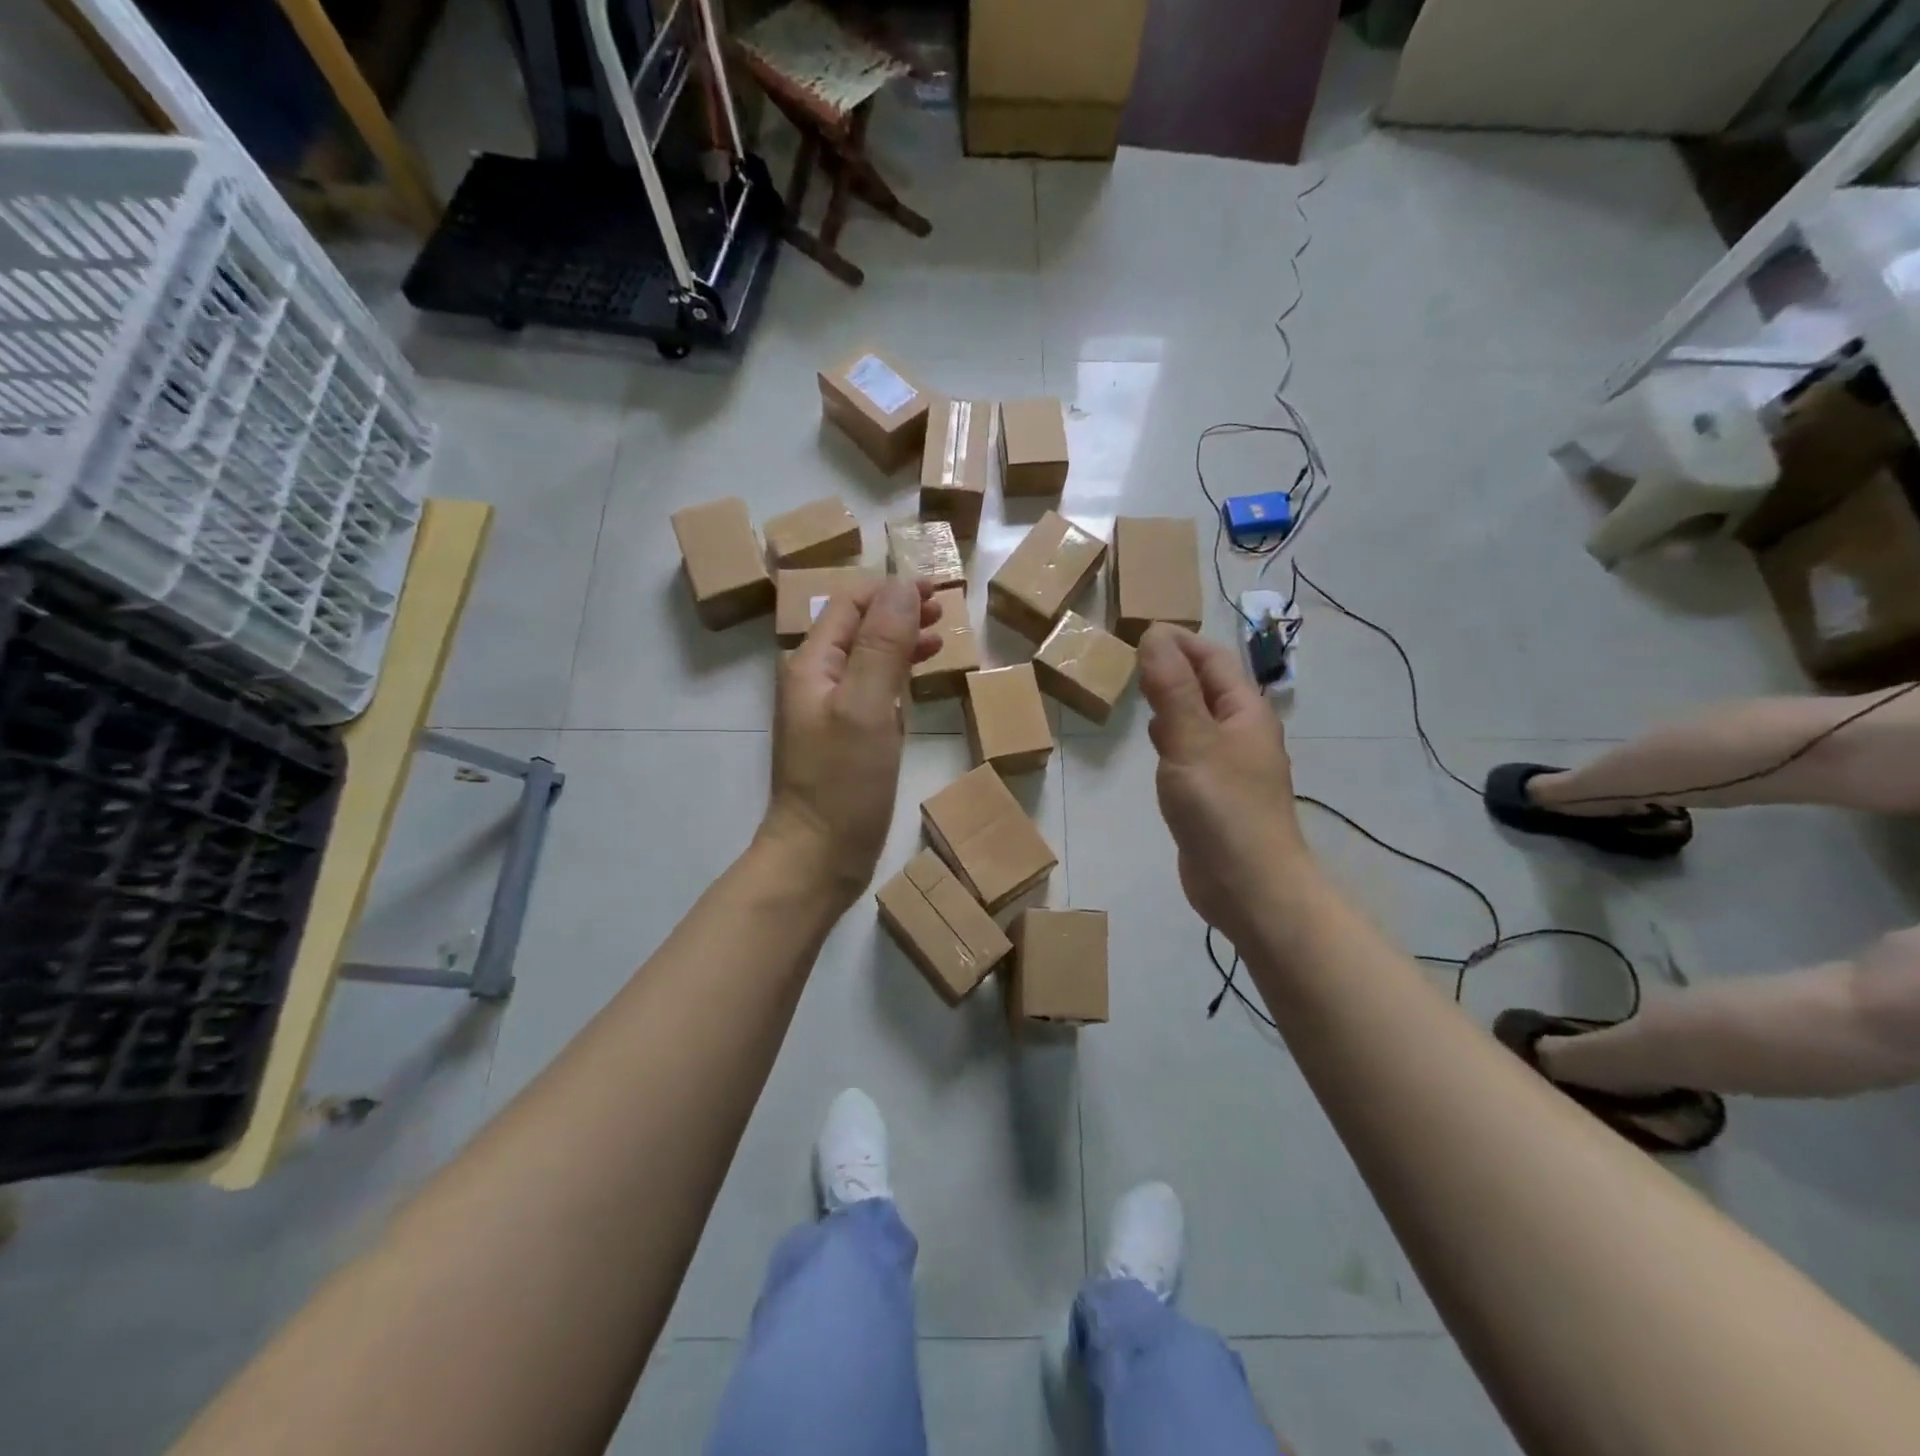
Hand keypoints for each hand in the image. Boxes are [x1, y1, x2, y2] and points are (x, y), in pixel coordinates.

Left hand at [761, 577, 939, 908]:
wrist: (818, 856)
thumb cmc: (842, 782)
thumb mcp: (866, 707)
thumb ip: (882, 645)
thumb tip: (902, 587)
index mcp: (812, 664)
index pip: (851, 604)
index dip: (892, 590)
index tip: (938, 590)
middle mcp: (815, 680)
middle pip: (858, 628)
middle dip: (899, 613)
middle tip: (944, 612)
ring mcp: (828, 711)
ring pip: (866, 659)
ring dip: (900, 643)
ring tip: (939, 640)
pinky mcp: (844, 738)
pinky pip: (870, 692)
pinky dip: (895, 678)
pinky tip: (915, 684)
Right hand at [1137, 625, 1310, 944]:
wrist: (1249, 886)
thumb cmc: (1223, 808)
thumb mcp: (1191, 740)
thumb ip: (1171, 688)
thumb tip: (1154, 634)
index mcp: (1245, 712)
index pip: (1213, 659)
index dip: (1180, 642)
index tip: (1139, 631)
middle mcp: (1242, 732)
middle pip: (1208, 686)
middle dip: (1173, 667)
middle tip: (1130, 658)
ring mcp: (1230, 765)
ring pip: (1198, 718)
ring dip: (1172, 701)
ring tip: (1137, 691)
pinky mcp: (1215, 794)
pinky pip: (1192, 750)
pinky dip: (1172, 736)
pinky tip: (1154, 744)